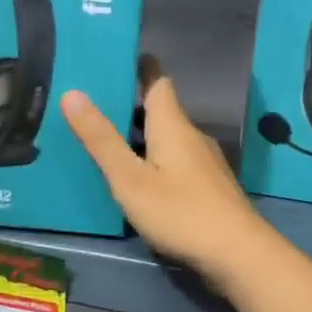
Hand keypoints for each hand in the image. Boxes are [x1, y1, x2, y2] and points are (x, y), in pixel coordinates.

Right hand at [61, 63, 268, 280]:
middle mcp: (192, 136)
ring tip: (107, 142)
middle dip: (131, 106)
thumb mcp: (130, 178)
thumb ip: (101, 139)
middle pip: (161, 111)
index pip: (157, 81)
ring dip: (142, 137)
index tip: (116, 57)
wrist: (238, 254)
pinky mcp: (209, 188)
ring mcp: (204, 164)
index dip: (139, 67)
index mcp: (173, 125)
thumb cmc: (180, 212)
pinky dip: (155, 161)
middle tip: (93, 105)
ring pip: (168, 139)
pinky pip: (176, 163)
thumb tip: (73, 92)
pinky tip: (138, 180)